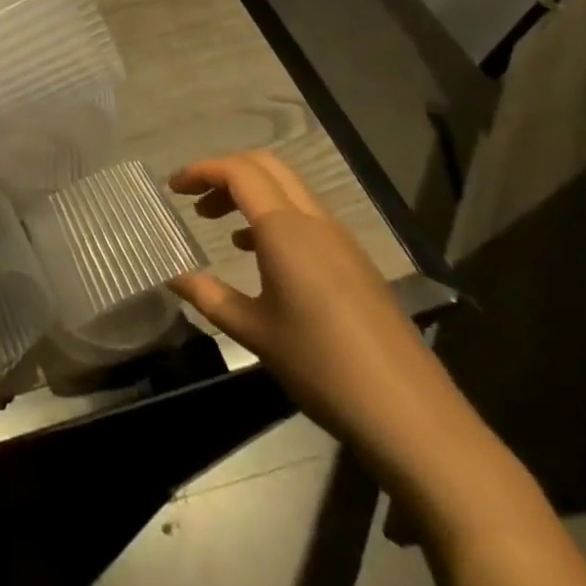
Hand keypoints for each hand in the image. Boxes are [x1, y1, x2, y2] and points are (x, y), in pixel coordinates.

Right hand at [167, 150, 482, 491]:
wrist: (414, 419)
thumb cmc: (322, 368)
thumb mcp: (253, 332)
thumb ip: (208, 295)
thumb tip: (171, 274)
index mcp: (286, 229)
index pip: (238, 171)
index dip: (201, 170)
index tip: (173, 188)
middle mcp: (315, 221)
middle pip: (265, 166)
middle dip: (224, 171)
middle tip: (193, 196)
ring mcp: (341, 241)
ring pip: (288, 188)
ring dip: (249, 192)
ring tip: (217, 223)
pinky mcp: (357, 263)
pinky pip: (306, 215)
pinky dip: (273, 215)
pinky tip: (260, 254)